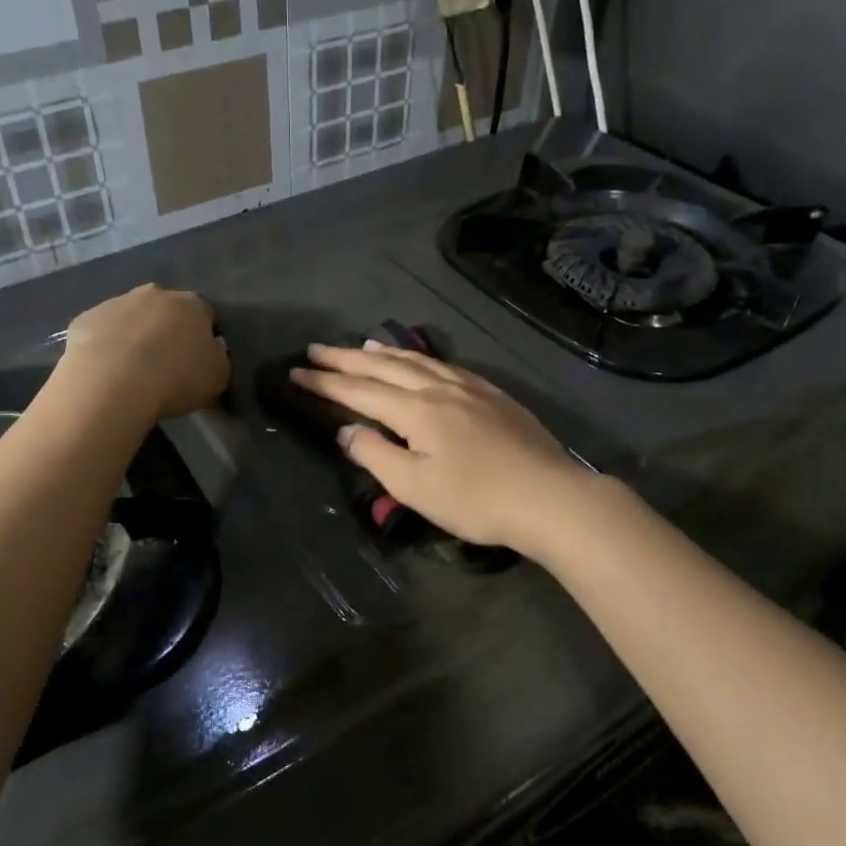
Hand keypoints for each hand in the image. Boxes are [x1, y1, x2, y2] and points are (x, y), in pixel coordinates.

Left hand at [60, 284, 229, 420]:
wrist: (114, 382)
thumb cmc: (176, 379)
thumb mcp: (217, 377)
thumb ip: (219, 358)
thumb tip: (213, 348)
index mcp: (192, 305)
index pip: (206, 315)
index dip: (204, 337)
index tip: (199, 360)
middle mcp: (155, 294)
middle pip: (166, 310)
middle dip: (167, 330)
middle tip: (165, 363)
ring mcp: (117, 302)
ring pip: (131, 317)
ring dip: (134, 335)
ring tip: (132, 370)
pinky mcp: (86, 318)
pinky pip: (101, 331)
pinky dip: (105, 345)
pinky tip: (106, 371)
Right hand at [291, 342, 590, 555]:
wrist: (549, 497)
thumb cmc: (476, 499)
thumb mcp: (415, 487)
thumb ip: (376, 454)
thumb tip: (347, 430)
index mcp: (416, 410)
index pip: (359, 391)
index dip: (325, 382)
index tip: (295, 371)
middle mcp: (439, 388)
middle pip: (384, 366)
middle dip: (346, 358)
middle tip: (315, 349)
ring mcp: (470, 388)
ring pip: (417, 360)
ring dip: (383, 352)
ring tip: (360, 345)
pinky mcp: (493, 395)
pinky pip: (445, 365)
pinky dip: (420, 359)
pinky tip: (421, 362)